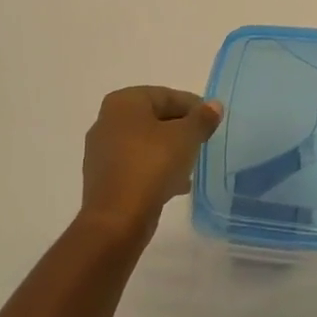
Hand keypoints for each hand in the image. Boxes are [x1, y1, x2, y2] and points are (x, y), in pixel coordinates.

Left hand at [78, 86, 223, 241]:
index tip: (212, 123)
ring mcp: (102, 151)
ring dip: (170, 151)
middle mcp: (107, 120)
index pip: (167, 96)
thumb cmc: (151, 166)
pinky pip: (136, 165)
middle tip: (204, 142)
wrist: (116, 220)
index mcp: (124, 102)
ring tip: (192, 165)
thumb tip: (214, 106)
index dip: (194, 107)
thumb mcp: (186, 137)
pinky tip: (176, 184)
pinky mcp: (104, 178)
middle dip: (181, 130)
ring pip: (146, 143)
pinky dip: (155, 169)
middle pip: (155, 118)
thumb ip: (202, 118)